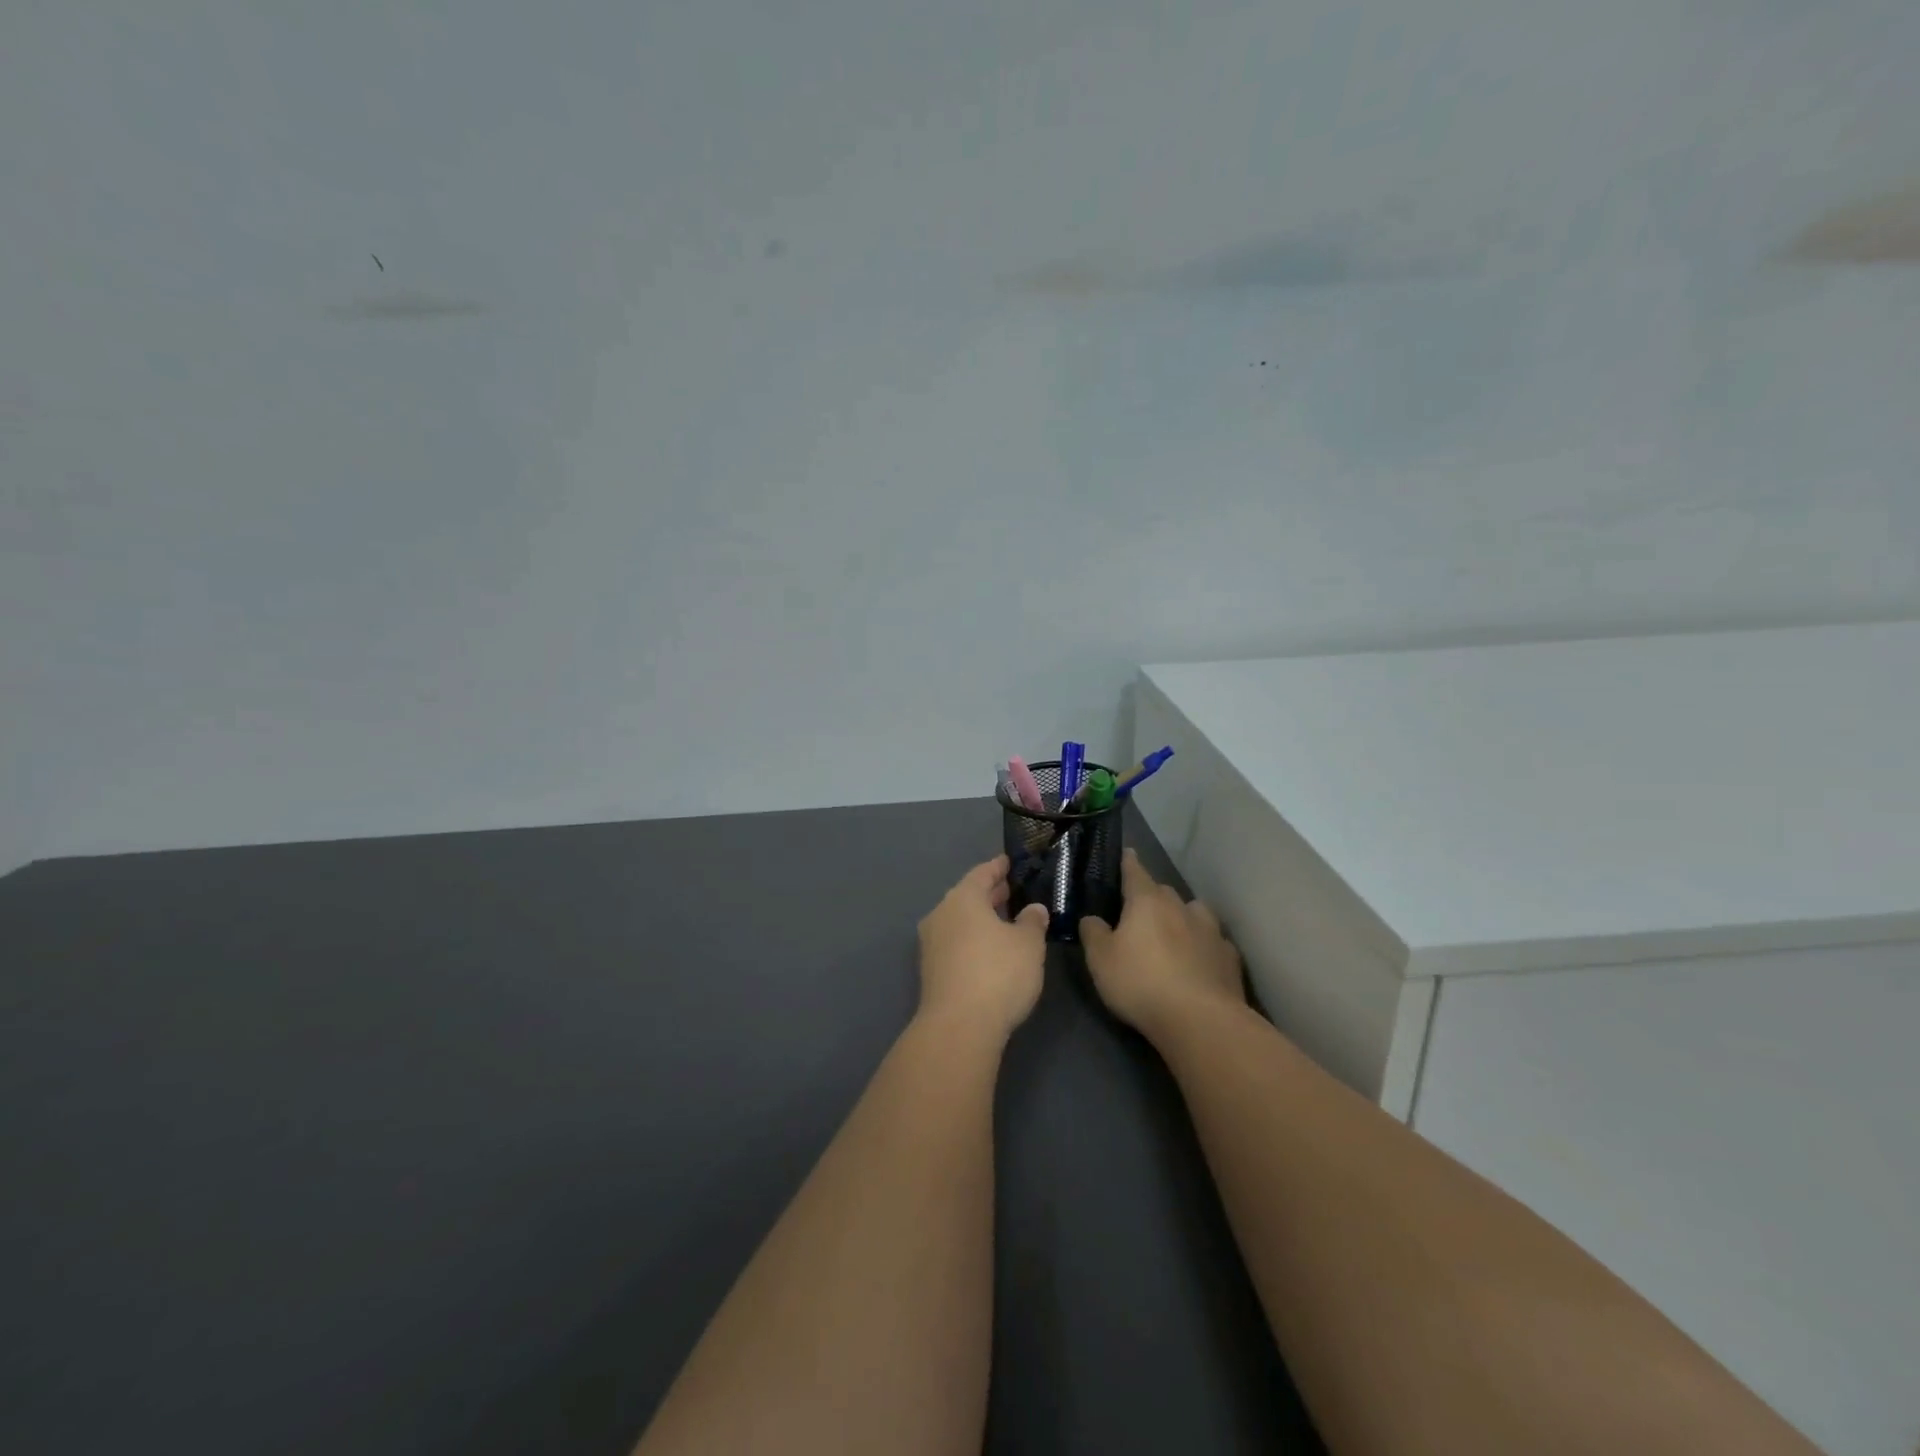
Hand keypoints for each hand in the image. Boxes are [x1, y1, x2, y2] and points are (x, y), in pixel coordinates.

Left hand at [916, 855, 1049, 1037]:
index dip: (997, 867)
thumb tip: (1033, 909)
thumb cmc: (998, 973)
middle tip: (1011, 890)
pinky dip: (973, 938)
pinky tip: (990, 949)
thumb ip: (1032, 921)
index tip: (1008, 862)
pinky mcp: (931, 971)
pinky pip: (955, 942)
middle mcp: (941, 915)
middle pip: (967, 897)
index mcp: (962, 899)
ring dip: (980, 918)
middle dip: (989, 894)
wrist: (959, 1027)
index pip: (981, 874)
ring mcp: (932, 944)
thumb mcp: (1028, 944)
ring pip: (960, 921)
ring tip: (1005, 920)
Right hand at [1080, 849, 1243, 1037]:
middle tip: (1140, 911)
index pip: (1135, 872)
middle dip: (1153, 897)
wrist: (1201, 1020)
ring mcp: (1210, 931)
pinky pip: (1214, 942)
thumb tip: (1092, 919)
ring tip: (1175, 933)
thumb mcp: (1100, 960)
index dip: (1128, 863)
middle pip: (1164, 892)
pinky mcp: (1230, 958)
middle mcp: (1181, 907)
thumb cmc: (1141, 983)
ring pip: (1194, 913)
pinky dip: (1204, 946)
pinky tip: (1200, 961)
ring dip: (1183, 917)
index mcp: (1147, 901)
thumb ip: (1093, 933)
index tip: (1127, 853)